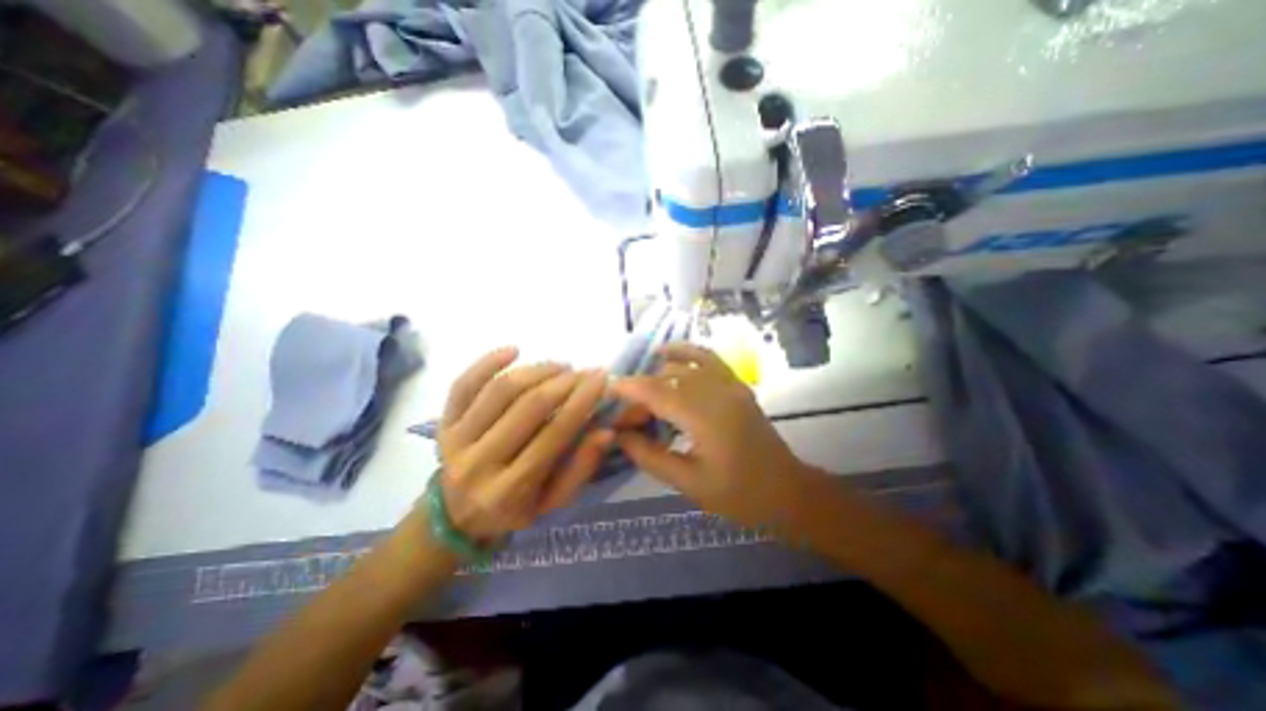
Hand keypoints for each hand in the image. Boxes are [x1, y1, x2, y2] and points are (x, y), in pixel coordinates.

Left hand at [435, 350, 612, 544]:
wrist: (456, 517)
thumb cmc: (515, 509)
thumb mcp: (554, 502)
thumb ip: (581, 468)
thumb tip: (606, 430)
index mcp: (511, 489)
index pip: (554, 434)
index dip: (581, 401)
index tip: (601, 378)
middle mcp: (480, 463)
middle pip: (529, 407)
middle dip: (565, 382)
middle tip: (586, 371)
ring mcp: (456, 439)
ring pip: (501, 390)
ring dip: (537, 370)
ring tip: (561, 366)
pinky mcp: (443, 422)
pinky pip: (464, 384)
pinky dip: (487, 362)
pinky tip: (514, 349)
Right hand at [613, 342, 810, 531]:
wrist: (787, 491)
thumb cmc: (738, 494)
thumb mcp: (688, 482)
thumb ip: (650, 456)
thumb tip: (619, 436)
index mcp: (704, 417)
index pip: (656, 392)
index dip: (628, 389)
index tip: (606, 392)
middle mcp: (716, 392)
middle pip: (667, 378)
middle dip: (640, 391)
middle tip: (626, 416)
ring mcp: (730, 384)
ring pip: (684, 364)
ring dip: (657, 371)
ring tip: (639, 387)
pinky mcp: (736, 384)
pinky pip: (708, 358)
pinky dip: (686, 351)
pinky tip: (669, 352)